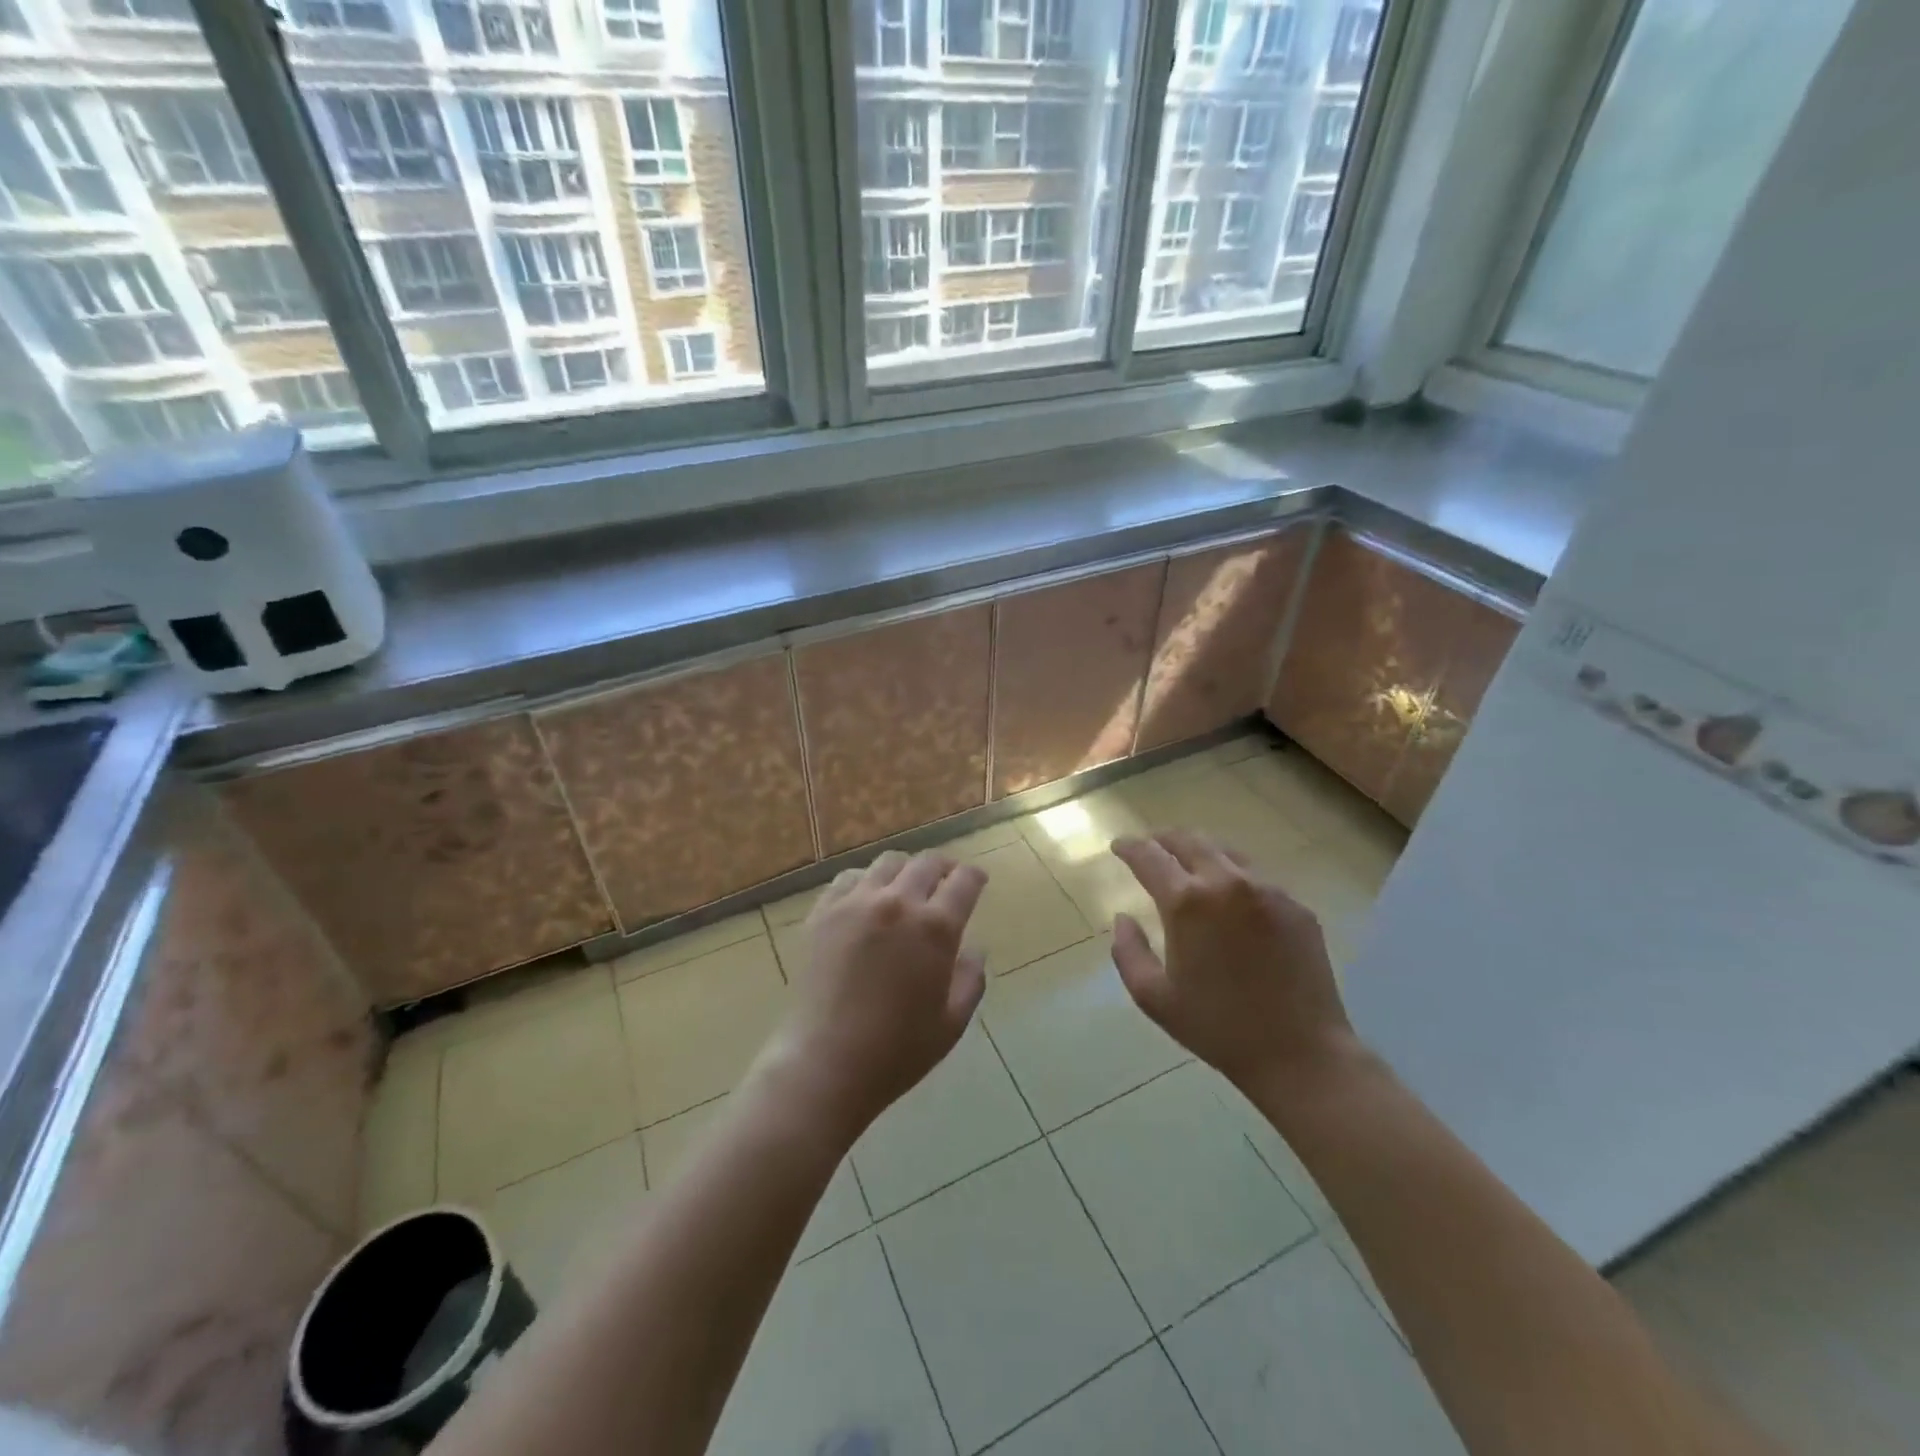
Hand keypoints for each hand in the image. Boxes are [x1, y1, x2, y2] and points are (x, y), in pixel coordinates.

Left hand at [756, 850, 987, 1139]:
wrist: (825, 1062)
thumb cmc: (896, 1051)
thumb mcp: (952, 1023)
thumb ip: (970, 980)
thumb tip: (974, 950)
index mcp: (935, 928)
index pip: (964, 882)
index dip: (974, 877)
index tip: (976, 880)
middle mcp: (897, 903)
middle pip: (926, 862)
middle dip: (943, 867)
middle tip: (946, 879)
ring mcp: (855, 903)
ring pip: (887, 862)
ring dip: (905, 870)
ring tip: (906, 887)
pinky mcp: (823, 912)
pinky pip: (849, 878)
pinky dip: (866, 881)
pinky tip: (867, 900)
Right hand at [1109, 830, 1357, 1094]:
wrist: (1300, 1053)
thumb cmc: (1218, 1028)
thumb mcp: (1154, 997)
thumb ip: (1128, 952)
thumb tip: (1123, 918)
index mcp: (1187, 903)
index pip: (1149, 857)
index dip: (1129, 847)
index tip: (1119, 846)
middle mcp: (1227, 883)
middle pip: (1189, 840)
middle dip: (1163, 838)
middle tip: (1151, 846)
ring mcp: (1268, 891)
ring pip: (1226, 852)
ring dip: (1200, 851)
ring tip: (1188, 864)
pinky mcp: (1296, 906)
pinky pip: (1257, 877)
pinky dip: (1233, 876)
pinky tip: (1231, 898)